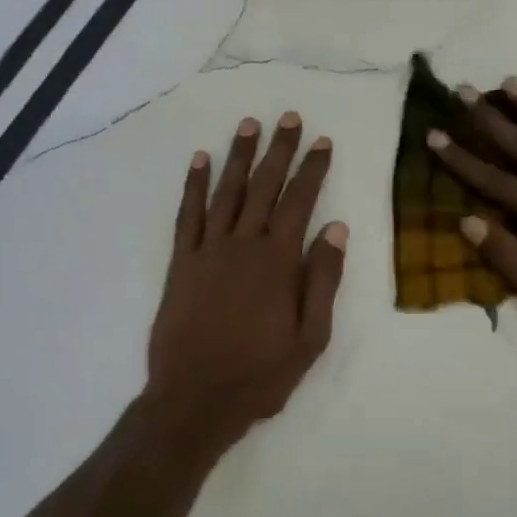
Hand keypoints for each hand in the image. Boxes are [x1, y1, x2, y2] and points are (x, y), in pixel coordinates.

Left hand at [146, 112, 347, 443]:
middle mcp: (243, 245)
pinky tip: (199, 161)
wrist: (195, 398)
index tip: (322, 142)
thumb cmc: (260, 375)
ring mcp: (207, 250)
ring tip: (249, 125)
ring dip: (238, 156)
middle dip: (279, 150)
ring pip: (226, 192)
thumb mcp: (310, 338)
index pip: (299, 202)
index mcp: (278, 262)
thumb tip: (335, 229)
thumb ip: (322, 281)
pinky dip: (193, 185)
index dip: (312, 170)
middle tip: (289, 118)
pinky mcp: (181, 262)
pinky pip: (187, 215)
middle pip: (264, 187)